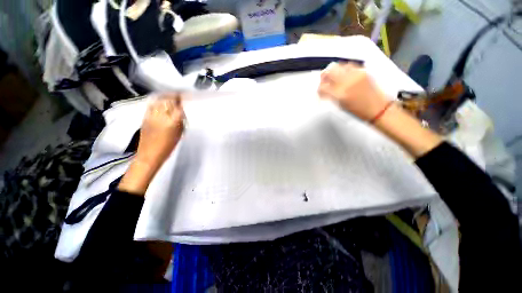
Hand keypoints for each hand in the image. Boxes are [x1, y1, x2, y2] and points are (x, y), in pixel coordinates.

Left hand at [136, 93, 184, 168]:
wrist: (149, 154)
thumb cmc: (168, 146)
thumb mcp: (179, 133)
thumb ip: (180, 121)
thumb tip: (182, 111)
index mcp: (173, 121)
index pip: (179, 106)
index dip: (184, 100)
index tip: (188, 97)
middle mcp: (162, 115)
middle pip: (169, 100)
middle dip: (175, 95)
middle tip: (181, 95)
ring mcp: (152, 115)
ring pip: (159, 100)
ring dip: (167, 97)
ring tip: (172, 97)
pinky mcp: (145, 116)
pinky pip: (152, 104)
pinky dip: (158, 101)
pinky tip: (161, 101)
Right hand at [318, 62, 389, 120]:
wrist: (378, 108)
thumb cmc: (358, 111)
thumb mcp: (340, 106)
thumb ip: (330, 96)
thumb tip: (323, 91)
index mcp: (340, 94)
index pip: (322, 87)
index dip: (319, 88)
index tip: (319, 90)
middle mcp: (347, 82)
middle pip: (329, 71)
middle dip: (324, 75)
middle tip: (324, 79)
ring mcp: (355, 74)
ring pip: (339, 65)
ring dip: (334, 70)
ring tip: (334, 76)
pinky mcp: (363, 71)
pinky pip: (349, 65)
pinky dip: (344, 68)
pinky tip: (344, 74)